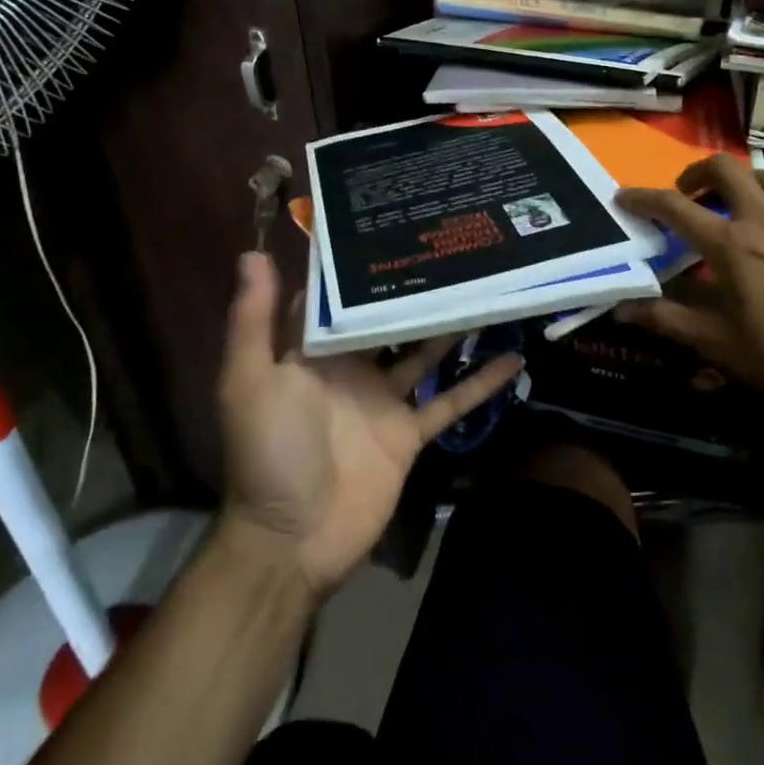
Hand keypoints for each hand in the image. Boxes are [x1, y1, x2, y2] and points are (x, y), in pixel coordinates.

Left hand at [216, 253, 522, 596]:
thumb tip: (253, 254)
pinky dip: (479, 382)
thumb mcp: (250, 382)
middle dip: (413, 287)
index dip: (358, 263)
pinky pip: (449, 401)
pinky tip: (513, 358)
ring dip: (452, 325)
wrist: (292, 542)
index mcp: (313, 351)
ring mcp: (383, 399)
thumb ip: (254, 321)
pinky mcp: (409, 432)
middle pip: (387, 318)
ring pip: (425, 351)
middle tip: (452, 246)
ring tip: (487, 286)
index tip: (388, 222)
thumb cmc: (268, 453)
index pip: (338, 297)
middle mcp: (351, 367)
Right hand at [616, 155, 763, 423]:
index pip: (675, 208)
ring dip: (740, 181)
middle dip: (696, 172)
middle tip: (687, 195)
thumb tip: (622, 308)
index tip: (623, 197)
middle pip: (724, 168)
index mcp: (731, 245)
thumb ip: (668, 321)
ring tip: (732, 204)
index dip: (643, 198)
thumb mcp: (720, 345)